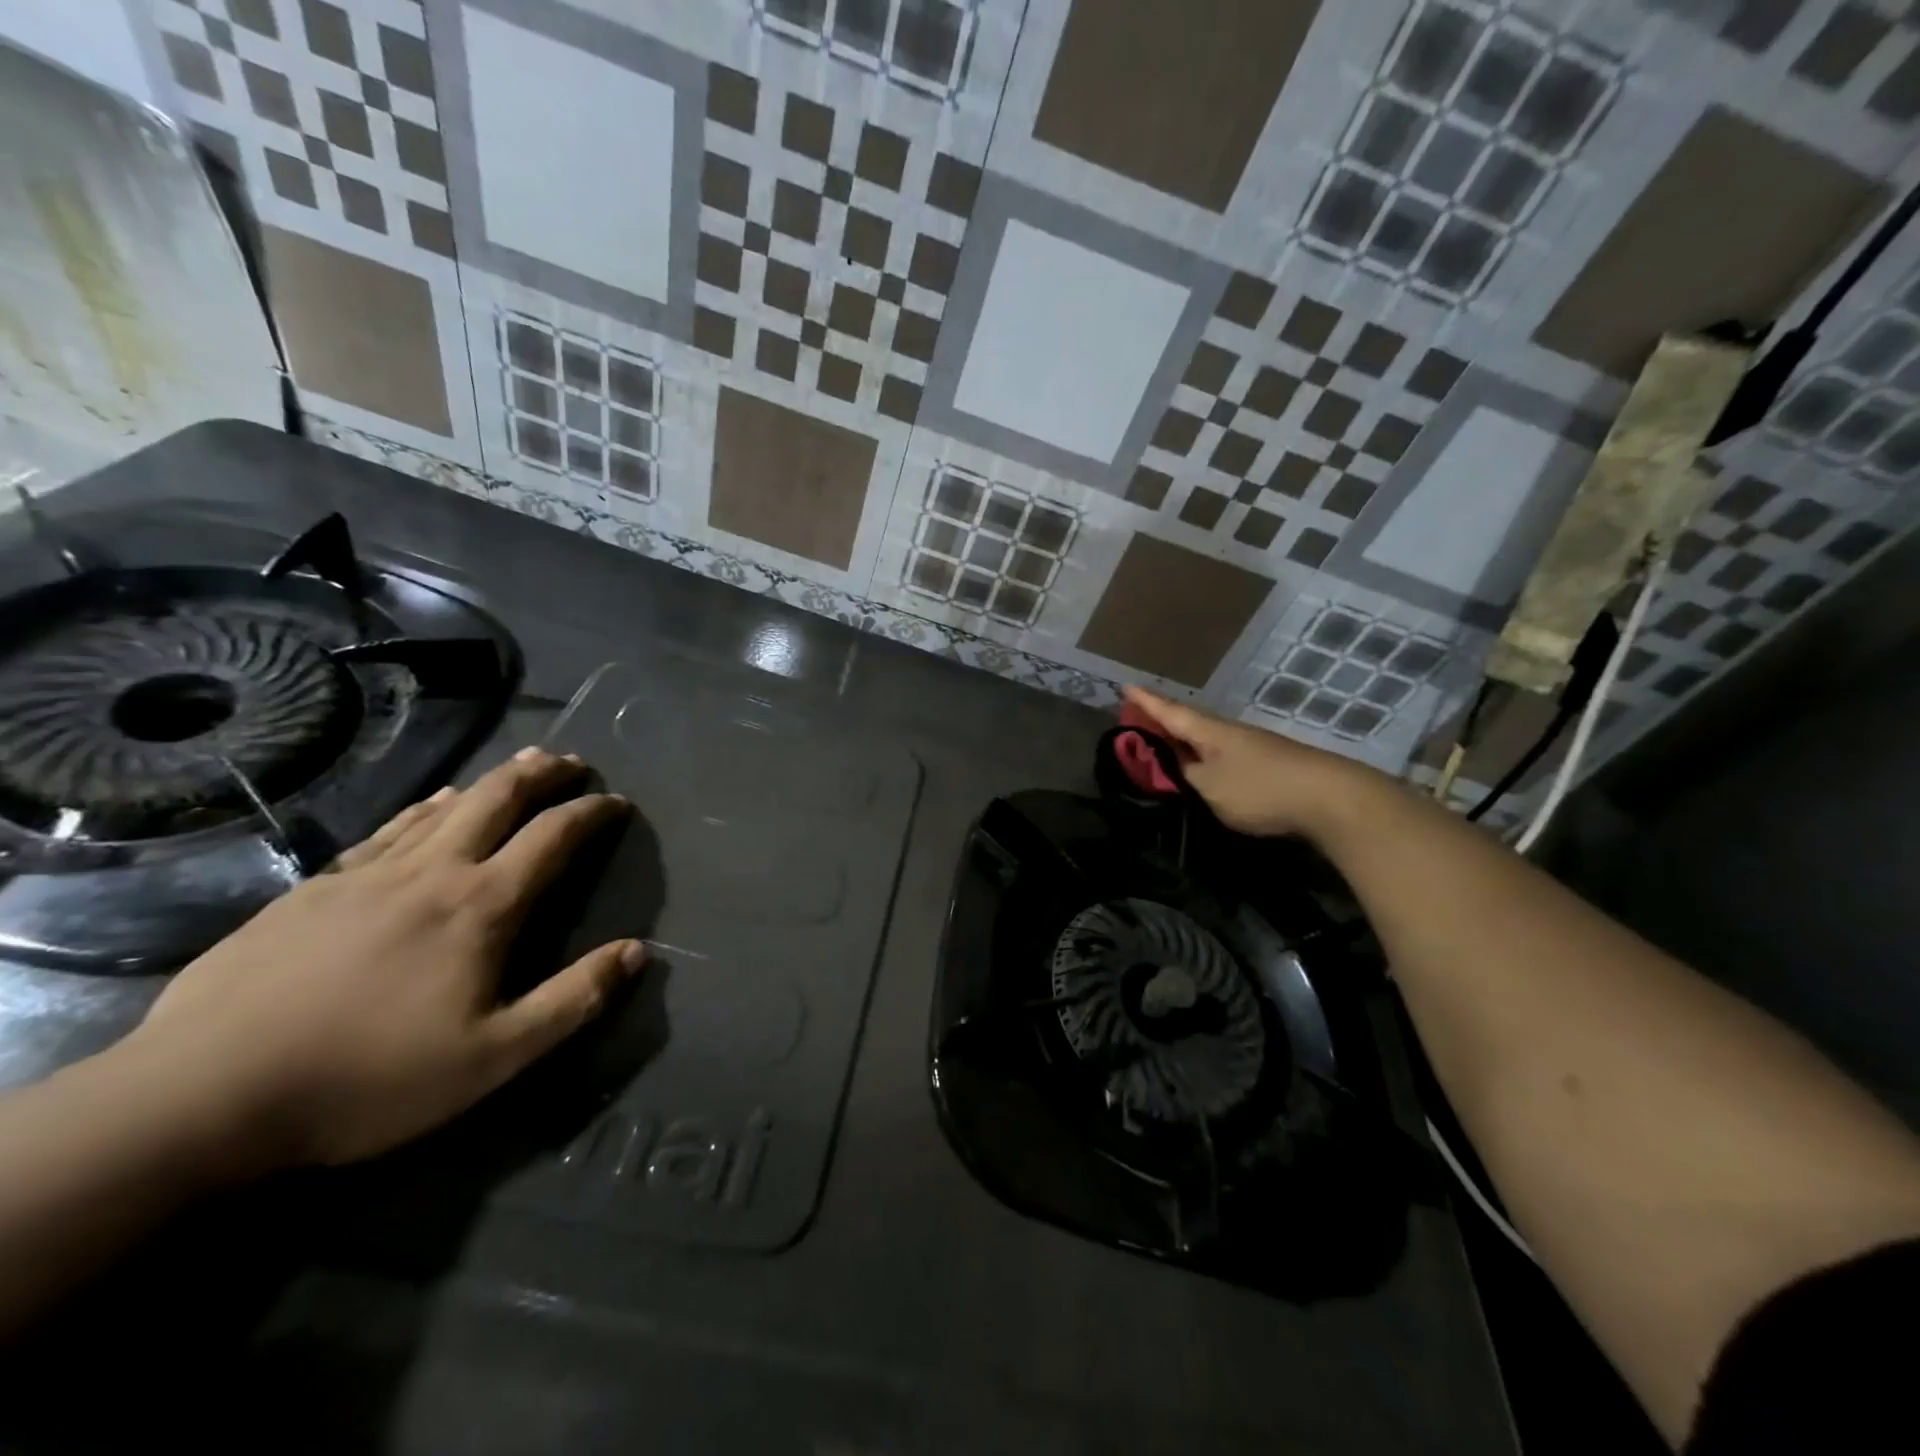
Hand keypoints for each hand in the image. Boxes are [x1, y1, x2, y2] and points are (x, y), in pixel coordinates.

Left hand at [125, 748, 641, 1173]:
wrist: (200, 1097)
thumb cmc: (369, 1079)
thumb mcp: (496, 1056)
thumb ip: (574, 999)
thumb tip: (638, 951)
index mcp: (481, 906)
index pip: (553, 837)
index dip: (592, 813)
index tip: (617, 802)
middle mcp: (431, 872)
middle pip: (497, 800)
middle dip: (542, 774)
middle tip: (572, 761)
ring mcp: (366, 875)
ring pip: (443, 806)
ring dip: (490, 781)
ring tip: (518, 766)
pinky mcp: (312, 890)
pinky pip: (387, 830)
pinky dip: (424, 808)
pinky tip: (430, 805)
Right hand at [1122, 686, 1382, 838]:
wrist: (1330, 797)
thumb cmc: (1260, 788)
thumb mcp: (1209, 788)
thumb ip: (1181, 777)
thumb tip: (1166, 768)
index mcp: (1209, 732)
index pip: (1169, 712)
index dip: (1145, 703)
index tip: (1125, 688)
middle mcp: (1228, 732)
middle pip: (1188, 722)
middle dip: (1162, 721)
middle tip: (1137, 721)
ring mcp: (1251, 746)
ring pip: (1206, 739)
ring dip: (1183, 741)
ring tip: (1164, 746)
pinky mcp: (1267, 763)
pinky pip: (1222, 754)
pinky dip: (1203, 756)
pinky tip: (1202, 767)